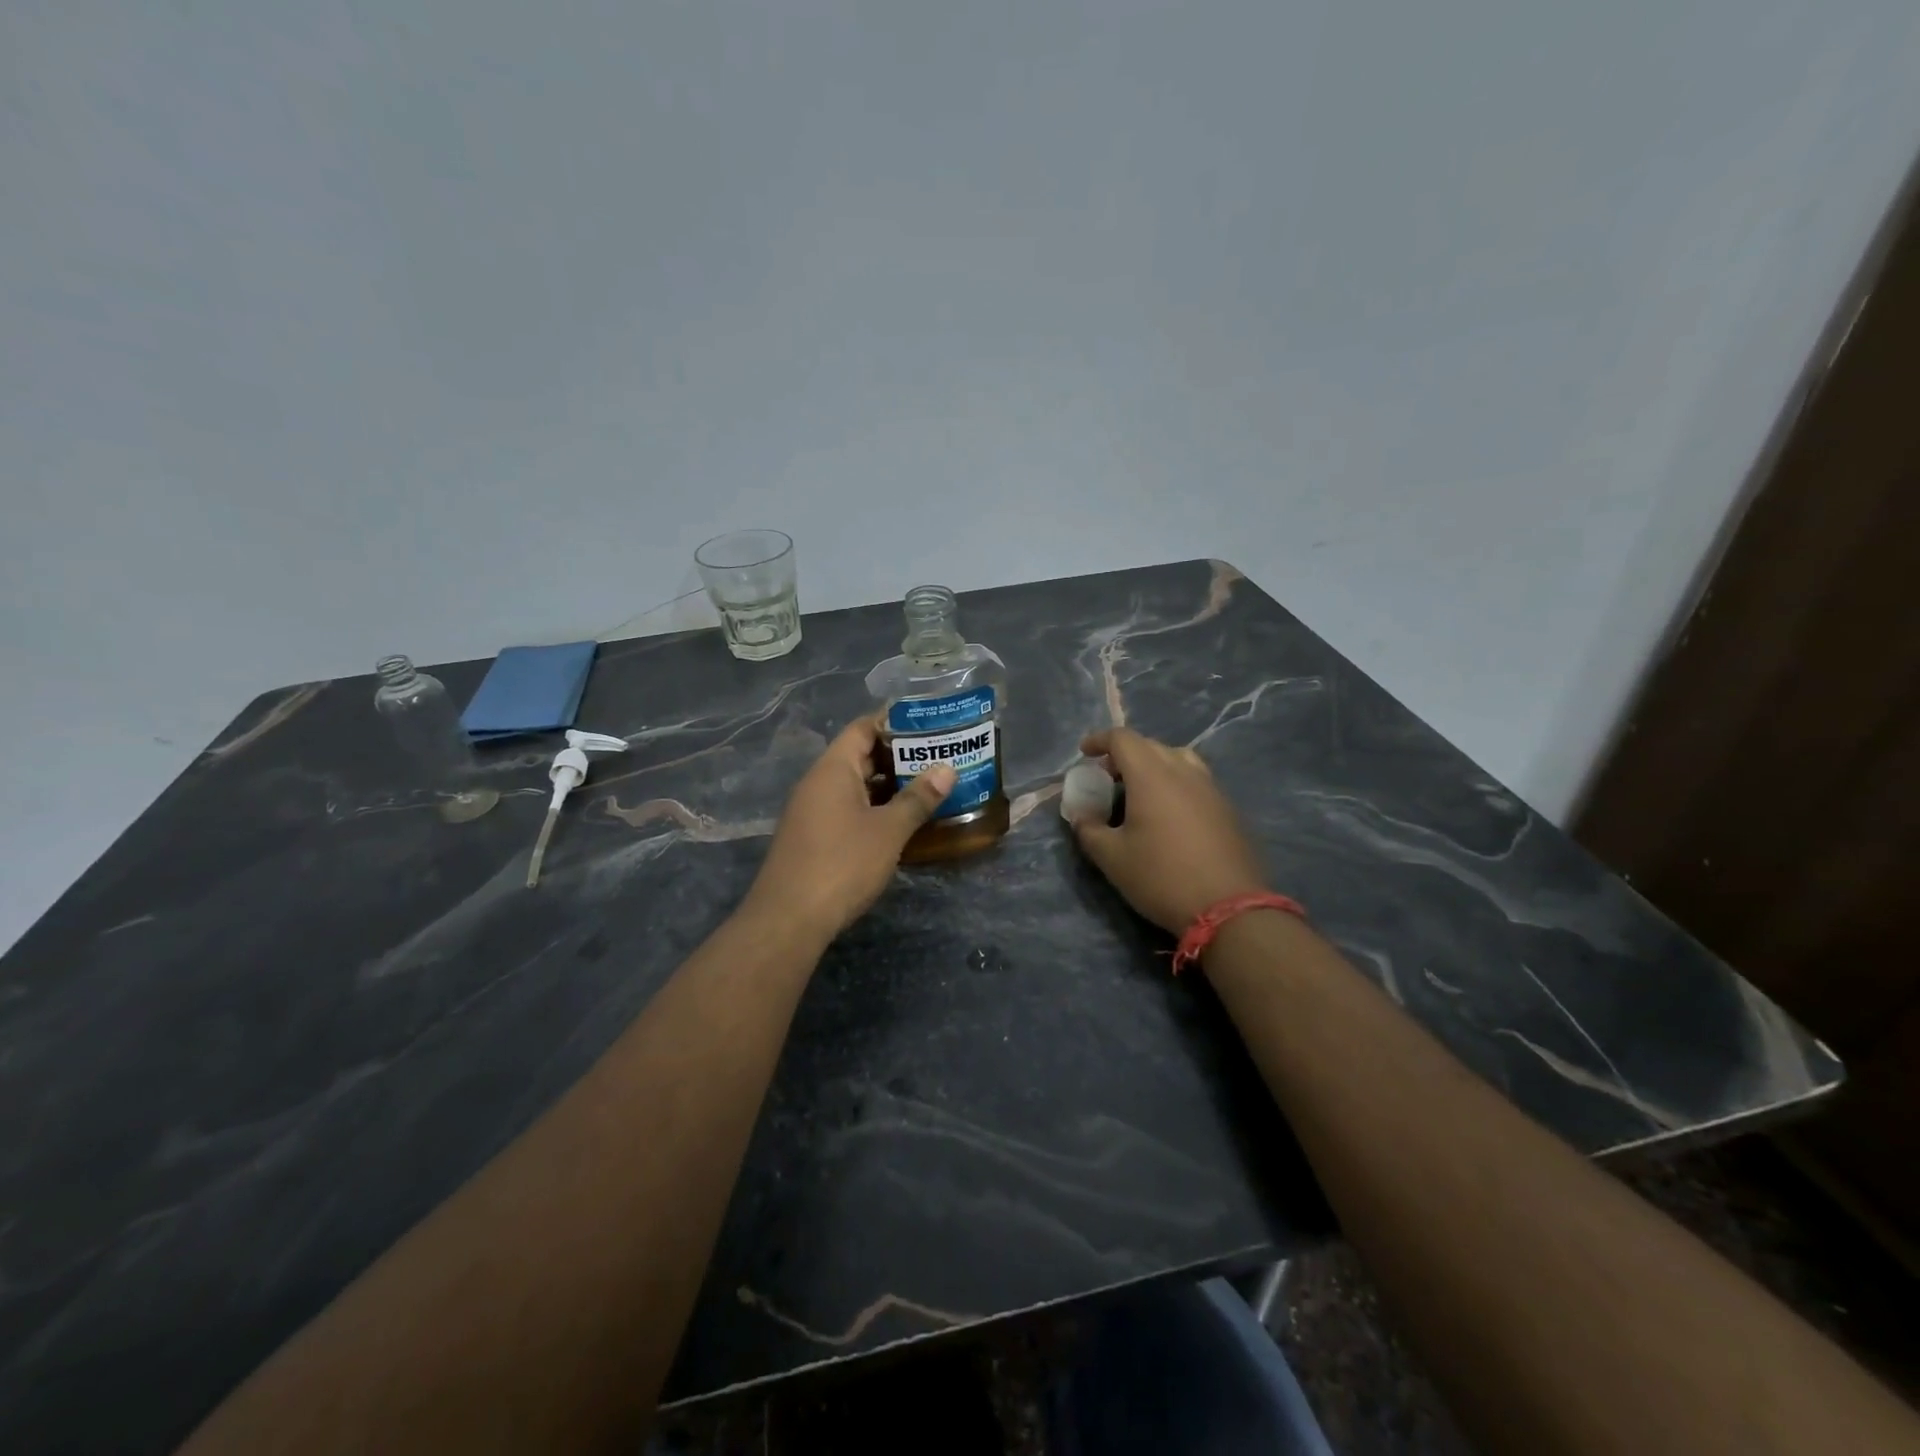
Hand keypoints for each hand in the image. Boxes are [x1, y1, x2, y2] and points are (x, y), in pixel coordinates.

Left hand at [743, 717, 954, 939]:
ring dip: (888, 786)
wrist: (789, 919)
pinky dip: (874, 808)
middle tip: (938, 757)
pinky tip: (900, 822)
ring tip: (928, 787)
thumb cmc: (842, 864)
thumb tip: (947, 769)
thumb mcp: (888, 830)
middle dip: (898, 756)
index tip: (929, 725)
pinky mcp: (813, 838)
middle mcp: (818, 783)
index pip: (863, 728)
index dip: (895, 722)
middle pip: (859, 756)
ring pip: (854, 786)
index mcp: (833, 769)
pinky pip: (847, 809)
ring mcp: (812, 811)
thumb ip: (917, 798)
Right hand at [1070, 728, 1268, 932]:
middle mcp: (1184, 772)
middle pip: (1150, 745)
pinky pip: (1196, 780)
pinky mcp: (1228, 808)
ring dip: (1154, 765)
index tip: (1084, 752)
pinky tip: (1169, 813)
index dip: (1099, 740)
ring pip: (1178, 759)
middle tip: (1107, 777)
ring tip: (1140, 790)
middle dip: (1124, 754)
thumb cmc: (1161, 877)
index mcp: (1152, 776)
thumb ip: (1089, 830)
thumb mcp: (1112, 858)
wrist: (1229, 907)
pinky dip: (1175, 782)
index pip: (1123, 739)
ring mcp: (1211, 788)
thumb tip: (1081, 815)